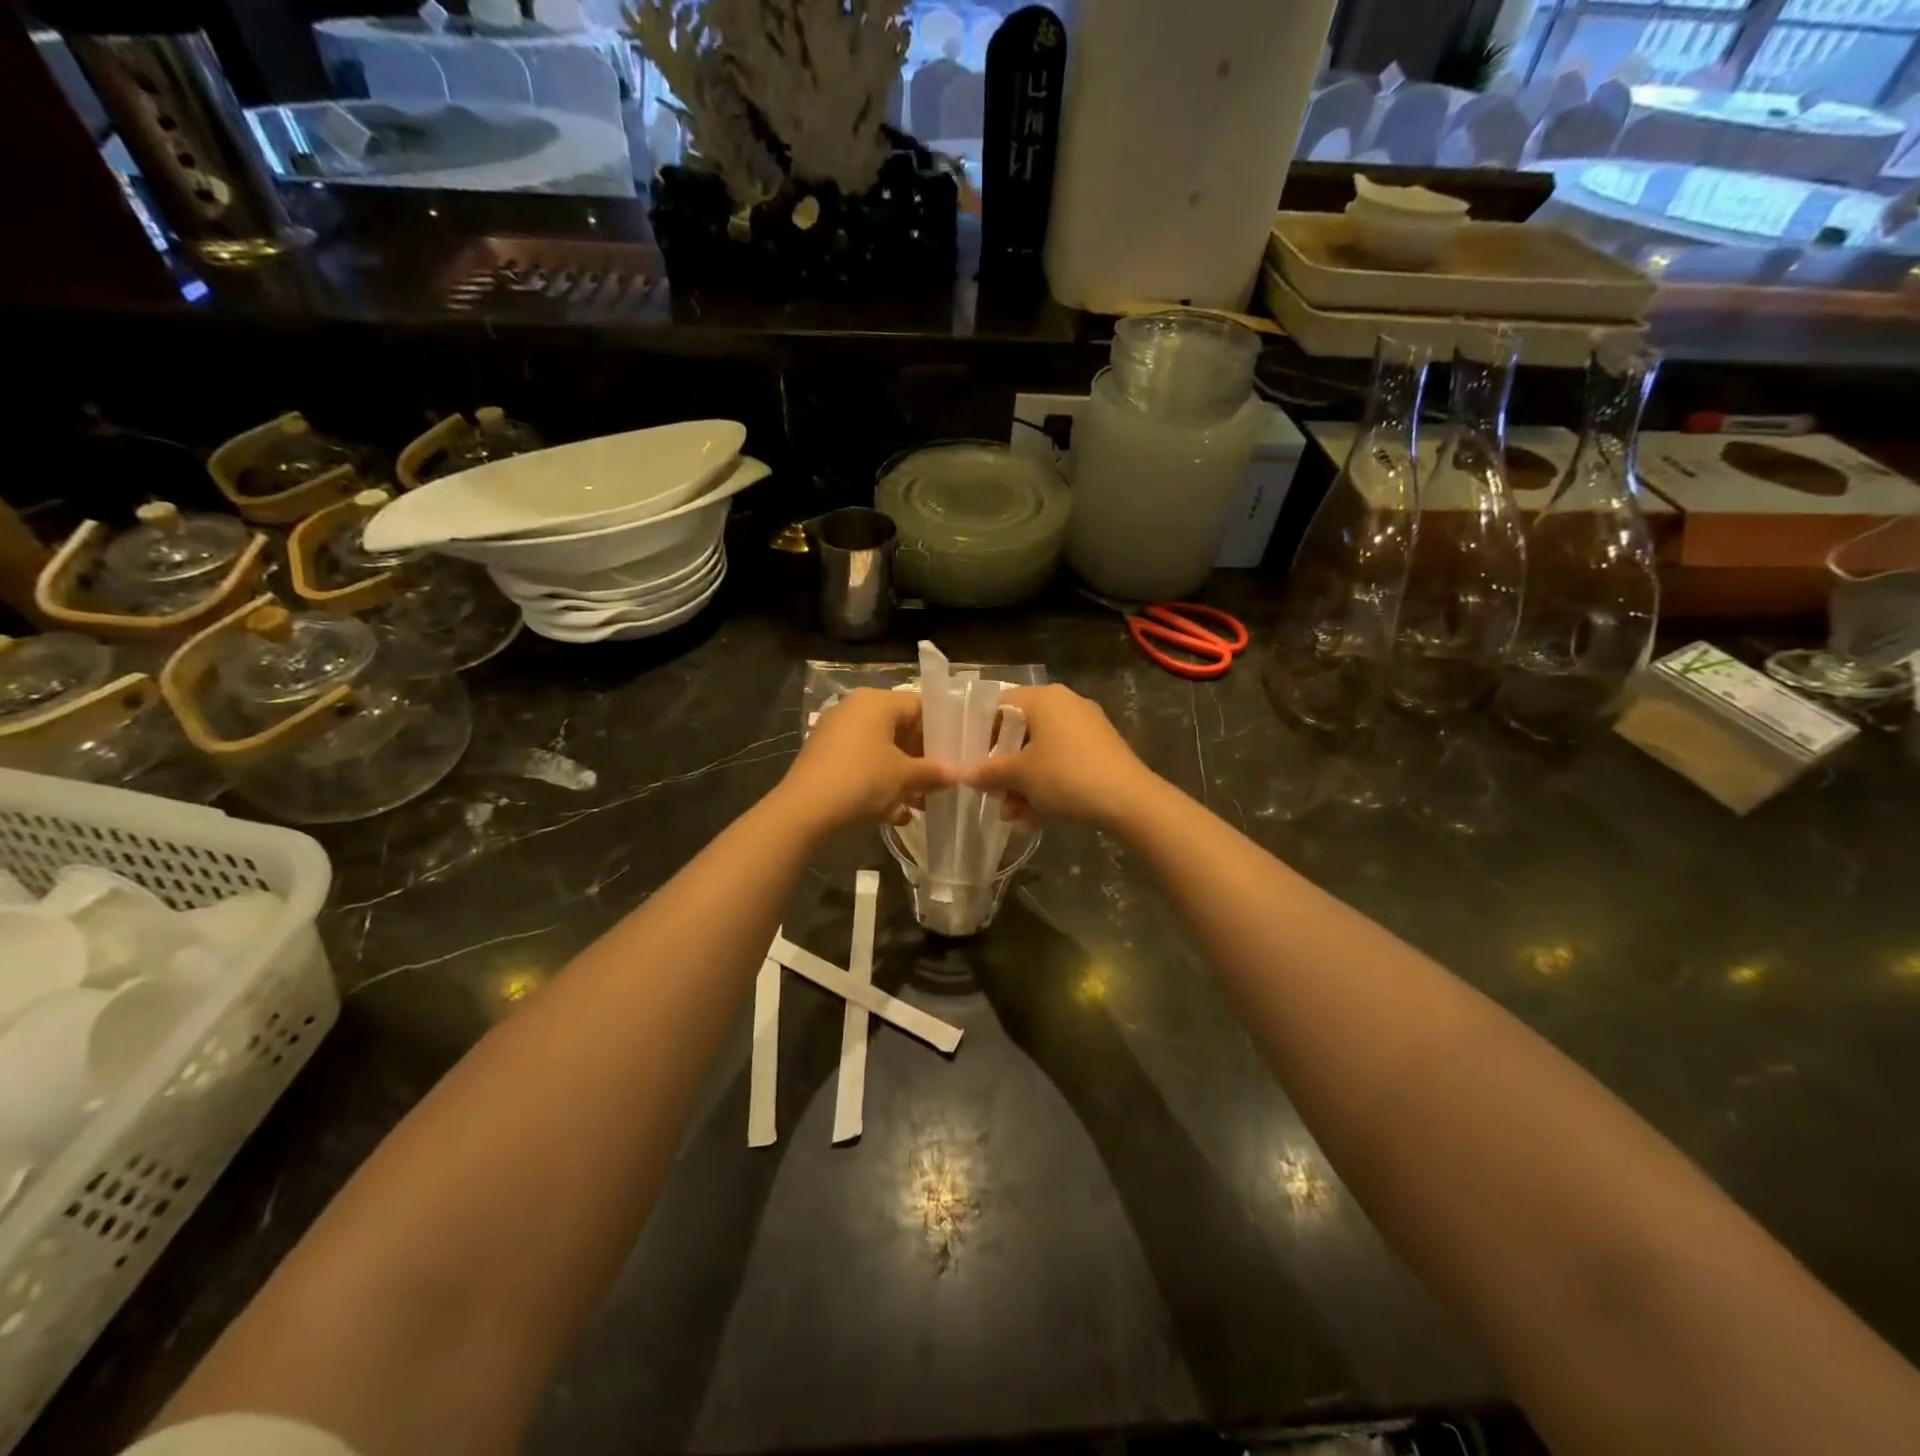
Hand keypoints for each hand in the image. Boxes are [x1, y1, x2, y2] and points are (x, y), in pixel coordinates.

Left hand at [776, 688, 955, 833]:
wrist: (805, 809)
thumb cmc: (863, 780)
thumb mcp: (905, 777)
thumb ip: (934, 772)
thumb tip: (958, 774)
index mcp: (876, 702)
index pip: (920, 706)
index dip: (941, 730)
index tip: (955, 754)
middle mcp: (855, 709)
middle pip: (900, 729)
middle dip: (921, 759)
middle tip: (940, 781)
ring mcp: (836, 732)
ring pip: (881, 750)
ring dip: (902, 776)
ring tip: (920, 804)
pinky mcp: (824, 756)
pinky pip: (861, 763)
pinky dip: (878, 783)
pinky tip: (894, 814)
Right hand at [963, 684, 1156, 829]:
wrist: (1130, 801)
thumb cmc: (1066, 776)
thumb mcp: (1020, 775)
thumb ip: (987, 772)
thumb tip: (963, 774)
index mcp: (1043, 698)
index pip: (998, 704)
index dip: (978, 731)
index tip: (967, 758)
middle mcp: (1065, 704)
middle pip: (1019, 732)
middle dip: (1003, 769)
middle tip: (990, 795)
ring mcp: (1085, 727)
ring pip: (1041, 753)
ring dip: (1023, 785)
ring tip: (1013, 816)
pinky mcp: (1100, 751)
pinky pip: (1062, 763)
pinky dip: (1047, 786)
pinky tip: (1036, 819)